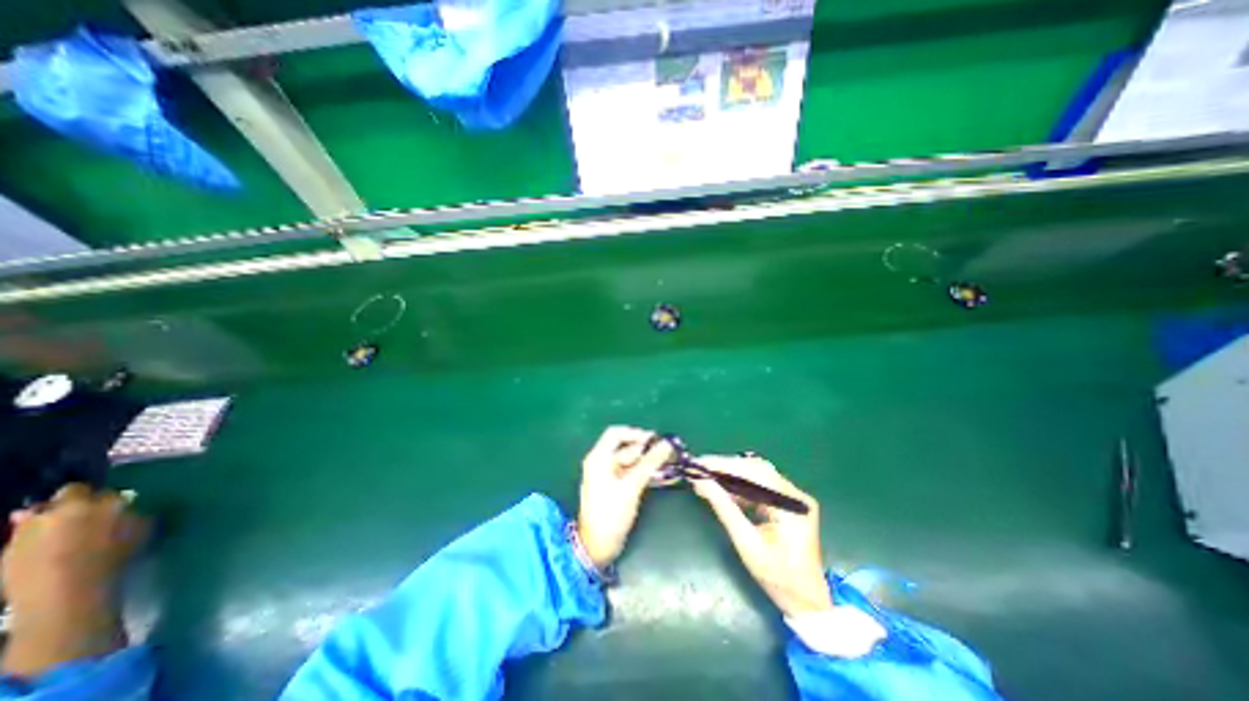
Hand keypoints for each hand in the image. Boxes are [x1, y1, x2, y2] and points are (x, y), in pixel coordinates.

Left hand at [1, 484, 149, 675]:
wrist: (67, 591)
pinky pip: (23, 539)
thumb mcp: (140, 528)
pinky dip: (36, 540)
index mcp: (88, 502)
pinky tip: (49, 552)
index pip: (87, 488)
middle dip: (71, 503)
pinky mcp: (6, 554)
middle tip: (85, 515)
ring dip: (51, 521)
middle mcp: (52, 512)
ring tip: (66, 534)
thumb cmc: (114, 554)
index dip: (98, 495)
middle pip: (59, 498)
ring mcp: (22, 533)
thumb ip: (131, 513)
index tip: (110, 504)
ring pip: (35, 518)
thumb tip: (125, 507)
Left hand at [575, 427, 673, 568]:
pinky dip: (645, 473)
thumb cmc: (610, 513)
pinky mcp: (615, 487)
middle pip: (626, 448)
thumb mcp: (631, 486)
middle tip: (668, 454)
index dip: (635, 433)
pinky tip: (661, 476)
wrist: (597, 547)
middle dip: (646, 450)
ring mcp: (608, 476)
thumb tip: (667, 444)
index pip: (616, 434)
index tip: (655, 440)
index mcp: (599, 458)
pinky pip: (632, 473)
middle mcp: (602, 463)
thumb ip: (650, 463)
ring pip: (631, 461)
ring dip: (649, 462)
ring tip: (669, 464)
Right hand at [687, 457, 833, 615]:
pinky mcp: (787, 503)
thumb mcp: (746, 544)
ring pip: (758, 474)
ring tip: (707, 473)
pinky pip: (760, 485)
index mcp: (791, 505)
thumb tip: (701, 483)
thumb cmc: (777, 578)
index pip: (756, 472)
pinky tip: (723, 486)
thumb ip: (725, 509)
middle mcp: (795, 495)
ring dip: (732, 473)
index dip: (726, 465)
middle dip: (727, 466)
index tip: (700, 463)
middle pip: (757, 469)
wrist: (806, 601)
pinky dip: (740, 484)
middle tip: (700, 467)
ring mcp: (793, 498)